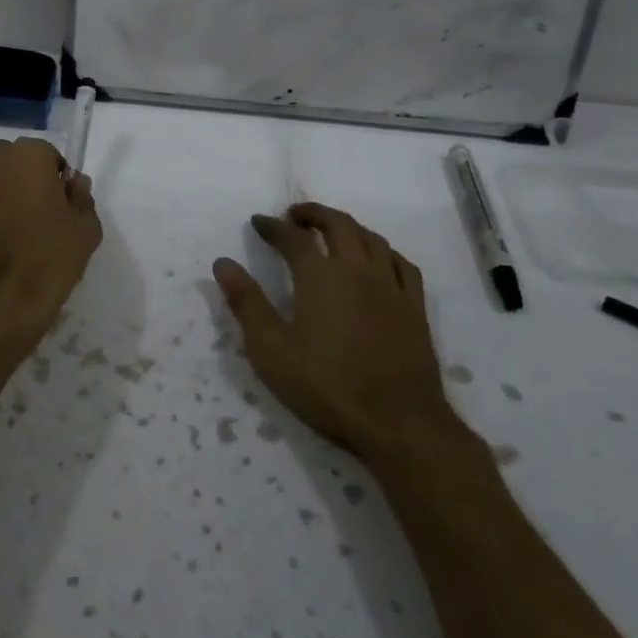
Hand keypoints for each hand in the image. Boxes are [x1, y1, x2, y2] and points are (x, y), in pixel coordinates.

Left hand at [0, 137, 101, 366]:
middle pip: (15, 160)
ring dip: (6, 193)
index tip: (63, 204)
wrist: (0, 300)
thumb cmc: (50, 256)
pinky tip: (1, 243)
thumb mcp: (87, 226)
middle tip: (43, 213)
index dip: (57, 178)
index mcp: (27, 154)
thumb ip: (82, 196)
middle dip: (27, 177)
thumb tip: (72, 184)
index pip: (48, 154)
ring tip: (21, 230)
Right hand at [214, 203, 460, 462]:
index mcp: (320, 276)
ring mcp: (391, 287)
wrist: (398, 423)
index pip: (293, 237)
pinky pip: (402, 264)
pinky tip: (379, 260)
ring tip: (332, 232)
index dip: (273, 226)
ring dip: (348, 227)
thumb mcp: (271, 349)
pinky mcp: (415, 308)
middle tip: (294, 216)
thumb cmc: (327, 386)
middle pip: (338, 224)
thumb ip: (246, 302)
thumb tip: (223, 263)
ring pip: (371, 238)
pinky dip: (384, 252)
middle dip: (313, 214)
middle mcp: (357, 269)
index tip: (258, 221)